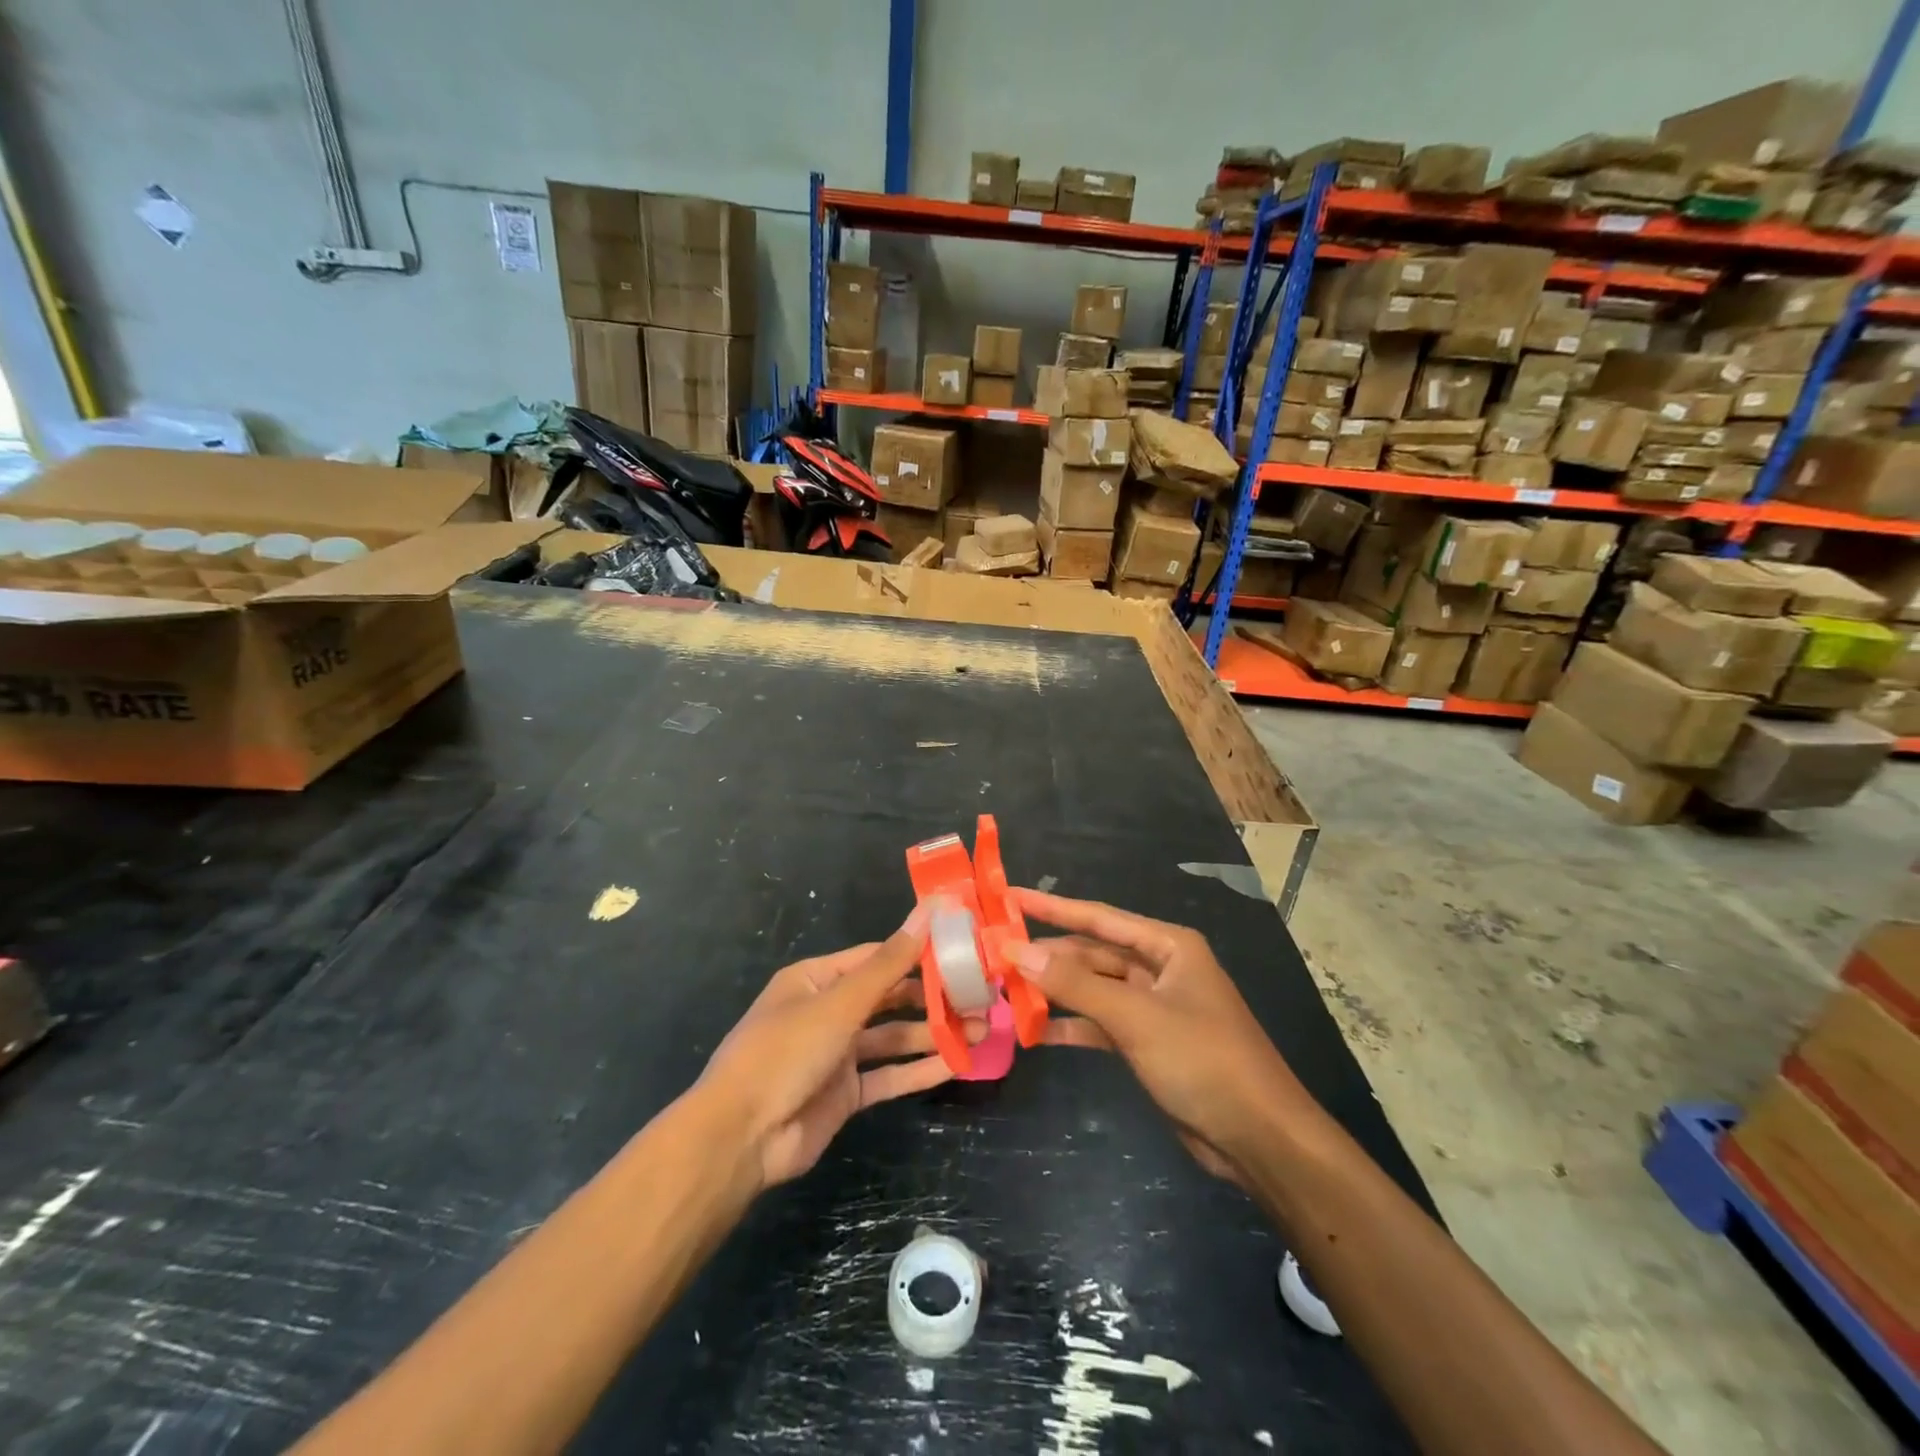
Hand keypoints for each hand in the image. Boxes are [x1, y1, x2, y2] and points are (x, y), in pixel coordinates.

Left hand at [698, 905, 964, 1189]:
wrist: (742, 1137)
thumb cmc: (787, 1051)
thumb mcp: (841, 1002)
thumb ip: (890, 962)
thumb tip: (928, 910)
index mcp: (817, 979)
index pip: (876, 956)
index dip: (917, 951)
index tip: (961, 948)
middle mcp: (828, 1011)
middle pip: (888, 997)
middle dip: (932, 996)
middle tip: (980, 994)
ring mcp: (837, 1054)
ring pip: (893, 1037)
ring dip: (933, 1033)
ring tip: (981, 1029)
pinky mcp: (846, 1093)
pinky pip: (889, 1075)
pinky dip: (919, 1069)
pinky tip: (957, 1063)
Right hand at [1011, 889, 1310, 1185]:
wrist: (1259, 1138)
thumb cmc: (1203, 1060)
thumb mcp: (1135, 1017)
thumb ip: (1074, 984)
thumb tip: (1017, 950)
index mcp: (1167, 946)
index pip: (1098, 917)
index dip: (1051, 907)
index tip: (1009, 896)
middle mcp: (1161, 969)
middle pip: (1093, 953)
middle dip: (1049, 956)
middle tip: (997, 956)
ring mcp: (1154, 1007)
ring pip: (1094, 989)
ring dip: (1056, 993)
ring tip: (1007, 992)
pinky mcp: (1149, 1043)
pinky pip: (1101, 1024)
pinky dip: (1072, 1027)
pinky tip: (1037, 1033)